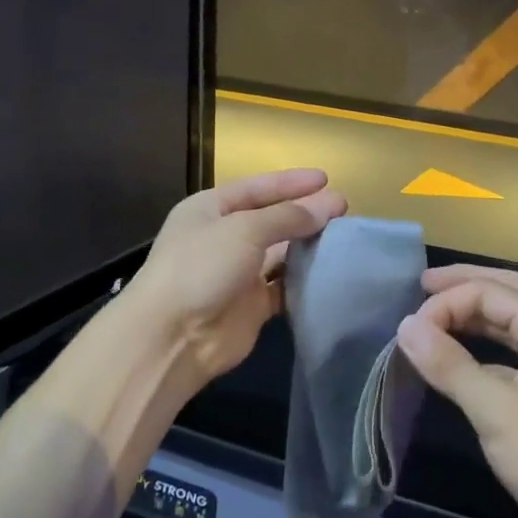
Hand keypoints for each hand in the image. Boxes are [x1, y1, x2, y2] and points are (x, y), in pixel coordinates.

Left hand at [126, 169, 346, 389]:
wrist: (172, 338)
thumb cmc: (201, 267)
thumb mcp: (244, 229)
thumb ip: (288, 217)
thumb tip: (327, 207)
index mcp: (211, 210)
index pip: (257, 188)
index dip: (291, 182)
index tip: (326, 179)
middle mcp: (224, 238)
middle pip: (272, 219)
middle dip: (306, 213)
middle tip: (344, 209)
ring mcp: (238, 273)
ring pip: (281, 254)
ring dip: (309, 246)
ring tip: (345, 238)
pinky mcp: (252, 306)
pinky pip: (285, 287)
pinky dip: (305, 280)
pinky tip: (332, 273)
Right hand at [395, 266, 517, 517]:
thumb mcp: (496, 410)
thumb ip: (450, 364)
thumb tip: (406, 325)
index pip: (490, 292)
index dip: (446, 303)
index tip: (409, 331)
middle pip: (508, 292)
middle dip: (466, 284)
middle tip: (424, 285)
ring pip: (512, 325)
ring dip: (476, 315)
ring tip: (438, 315)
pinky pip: (513, 356)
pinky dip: (484, 349)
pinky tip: (463, 363)